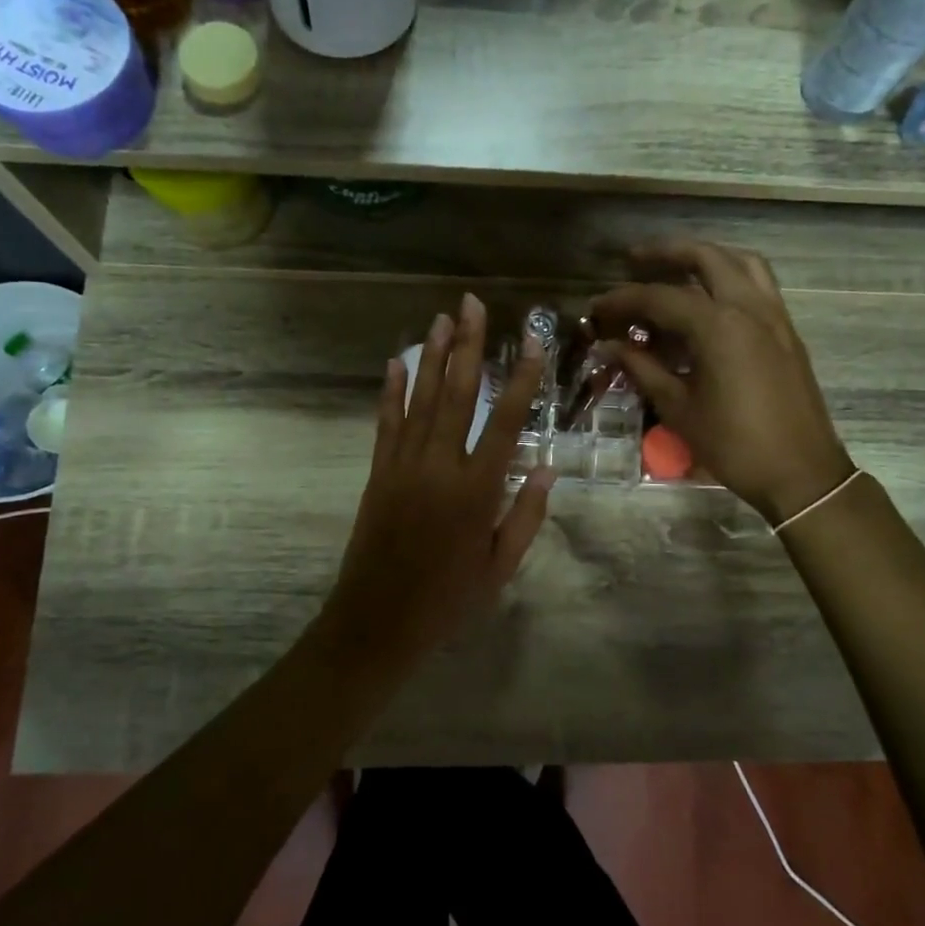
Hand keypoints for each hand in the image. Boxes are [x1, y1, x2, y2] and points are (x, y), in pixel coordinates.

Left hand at [325, 294, 554, 656]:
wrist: (378, 621)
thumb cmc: (448, 599)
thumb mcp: (500, 566)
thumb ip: (525, 515)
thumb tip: (546, 467)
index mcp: (477, 490)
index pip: (505, 421)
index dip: (520, 378)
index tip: (530, 341)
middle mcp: (440, 466)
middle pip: (457, 394)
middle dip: (467, 346)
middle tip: (471, 304)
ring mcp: (403, 466)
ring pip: (420, 400)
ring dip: (432, 357)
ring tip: (440, 318)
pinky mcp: (378, 473)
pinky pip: (387, 423)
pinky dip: (392, 391)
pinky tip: (397, 362)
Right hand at [590, 241, 852, 524]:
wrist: (801, 472)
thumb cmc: (734, 445)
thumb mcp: (679, 408)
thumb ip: (643, 369)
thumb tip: (609, 347)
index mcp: (719, 325)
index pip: (660, 297)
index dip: (622, 300)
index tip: (596, 309)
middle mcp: (749, 307)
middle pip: (705, 258)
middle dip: (665, 253)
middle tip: (633, 260)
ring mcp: (774, 316)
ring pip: (740, 262)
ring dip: (705, 257)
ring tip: (675, 268)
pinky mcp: (786, 331)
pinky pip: (758, 284)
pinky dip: (730, 276)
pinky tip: (709, 299)